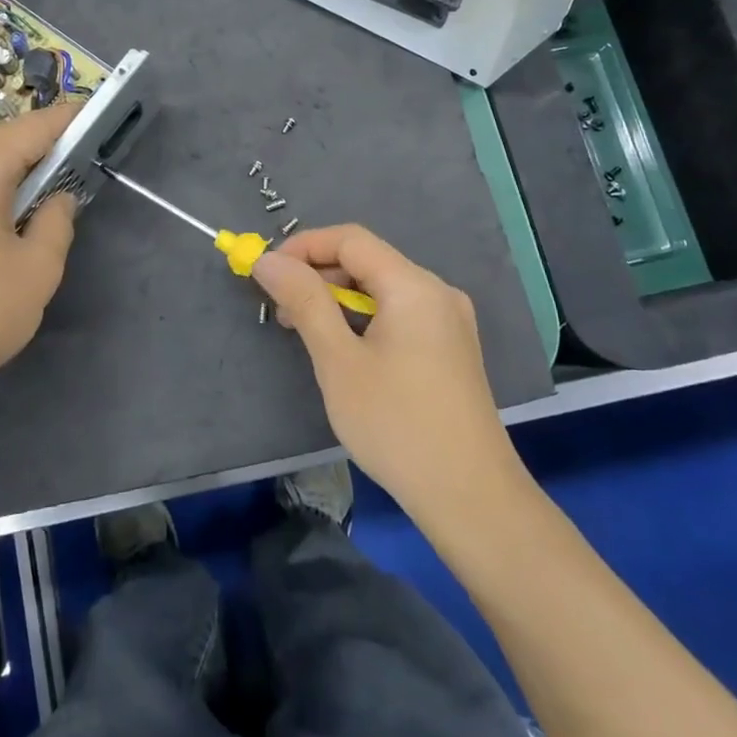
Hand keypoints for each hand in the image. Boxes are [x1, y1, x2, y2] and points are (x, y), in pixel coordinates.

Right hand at [253, 224, 527, 518]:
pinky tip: (344, 350)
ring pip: (382, 289)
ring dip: (338, 299)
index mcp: (413, 285)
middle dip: (319, 275)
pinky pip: (399, 313)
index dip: (304, 246)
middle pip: (368, 261)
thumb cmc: (396, 424)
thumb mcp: (338, 360)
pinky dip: (364, 319)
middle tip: (280, 310)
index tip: (266, 271)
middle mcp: (437, 292)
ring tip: (305, 331)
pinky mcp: (451, 348)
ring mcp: (449, 321)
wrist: (470, 498)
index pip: (350, 239)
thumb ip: (304, 301)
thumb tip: (268, 260)